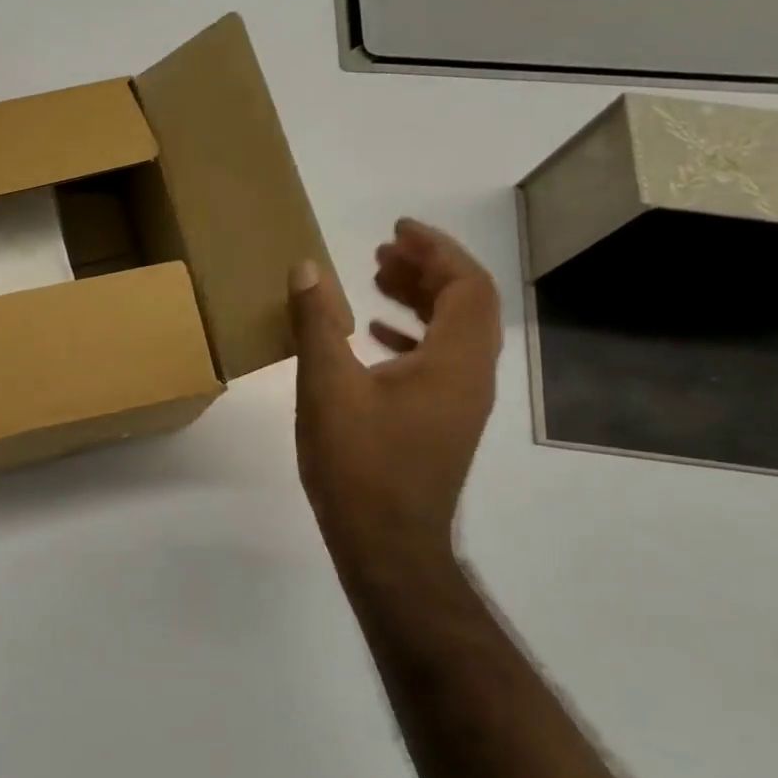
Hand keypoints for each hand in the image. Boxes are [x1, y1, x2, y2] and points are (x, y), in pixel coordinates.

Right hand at [288, 219, 501, 568]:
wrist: (387, 546)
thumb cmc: (360, 464)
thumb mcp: (327, 386)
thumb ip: (316, 323)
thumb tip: (307, 268)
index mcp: (455, 361)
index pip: (467, 285)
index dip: (436, 250)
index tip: (396, 230)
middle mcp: (471, 378)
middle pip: (466, 305)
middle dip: (426, 270)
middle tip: (381, 252)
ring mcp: (460, 404)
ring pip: (453, 335)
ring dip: (419, 301)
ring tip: (373, 283)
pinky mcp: (442, 424)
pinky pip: (439, 363)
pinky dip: (411, 338)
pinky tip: (371, 339)